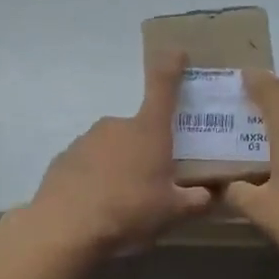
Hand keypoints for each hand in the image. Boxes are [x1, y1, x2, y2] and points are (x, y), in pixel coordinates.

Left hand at [26, 52, 214, 255]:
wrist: (66, 228)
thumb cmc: (129, 211)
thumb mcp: (173, 212)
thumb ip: (197, 201)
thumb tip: (214, 195)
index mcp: (149, 130)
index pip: (163, 86)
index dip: (171, 65)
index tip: (176, 51)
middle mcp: (117, 126)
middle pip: (139, 130)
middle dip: (147, 150)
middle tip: (154, 182)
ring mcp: (86, 140)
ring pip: (113, 148)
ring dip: (120, 166)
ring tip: (123, 201)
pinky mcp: (64, 159)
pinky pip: (89, 164)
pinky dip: (96, 178)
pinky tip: (97, 205)